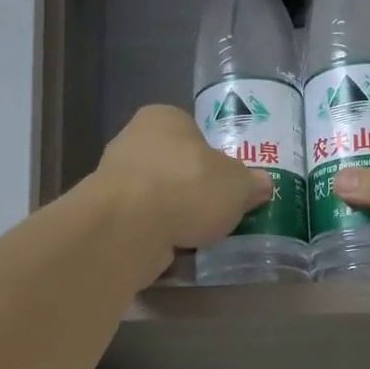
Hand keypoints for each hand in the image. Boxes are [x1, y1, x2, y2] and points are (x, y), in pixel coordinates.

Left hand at [93, 105, 271, 264]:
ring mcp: (115, 179)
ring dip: (175, 215)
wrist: (131, 226)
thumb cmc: (188, 187)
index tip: (228, 185)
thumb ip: (251, 183)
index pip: (194, 133)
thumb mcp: (238, 184)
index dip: (214, 159)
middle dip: (194, 190)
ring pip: (157, 197)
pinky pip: (142, 224)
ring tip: (200, 237)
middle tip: (218, 213)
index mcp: (164, 118)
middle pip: (174, 167)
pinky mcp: (107, 215)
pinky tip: (175, 250)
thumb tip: (262, 185)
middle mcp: (133, 140)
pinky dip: (158, 235)